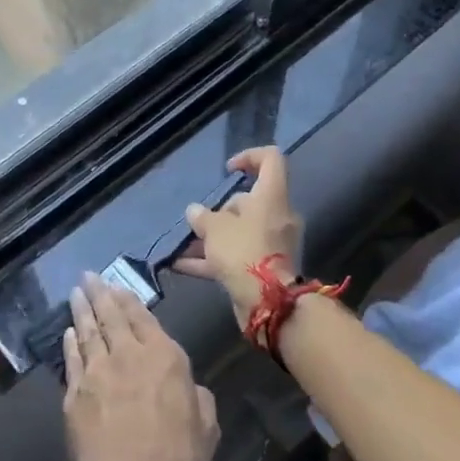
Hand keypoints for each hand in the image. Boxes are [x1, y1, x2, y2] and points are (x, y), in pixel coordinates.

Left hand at [62, 274, 219, 460]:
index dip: (128, 298)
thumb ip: (199, 399)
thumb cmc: (175, 460)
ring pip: (88, 331)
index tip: (117, 284)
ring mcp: (97, 371)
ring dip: (82, 309)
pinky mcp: (75, 393)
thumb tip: (190, 388)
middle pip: (111, 316)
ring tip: (76, 292)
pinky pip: (72, 358)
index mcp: (164, 357)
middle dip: (100, 293)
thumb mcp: (206, 429)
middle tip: (88, 275)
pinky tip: (68, 332)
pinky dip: (70, 342)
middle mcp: (128, 354)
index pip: (143, 316)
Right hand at [173, 146, 303, 330]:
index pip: (270, 160)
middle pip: (249, 201)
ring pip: (240, 231)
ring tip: (183, 246)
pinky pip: (237, 255)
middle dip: (220, 211)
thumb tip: (195, 211)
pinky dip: (213, 259)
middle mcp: (277, 216)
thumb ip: (203, 217)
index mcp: (272, 196)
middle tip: (198, 223)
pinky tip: (182, 266)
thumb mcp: (215, 229)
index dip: (249, 157)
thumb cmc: (244, 251)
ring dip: (212, 238)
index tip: (228, 170)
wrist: (268, 302)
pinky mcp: (265, 268)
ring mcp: (272, 243)